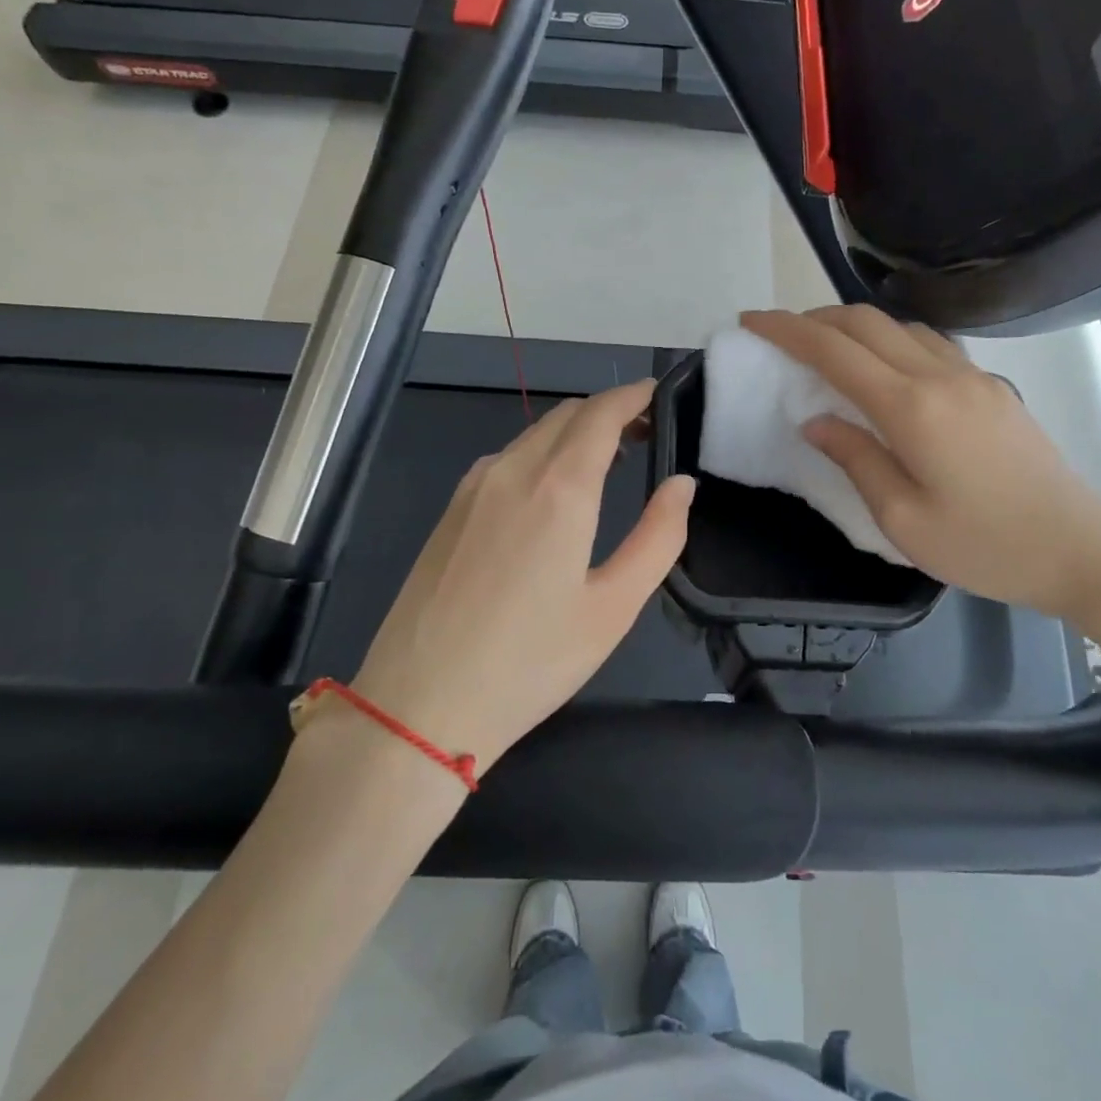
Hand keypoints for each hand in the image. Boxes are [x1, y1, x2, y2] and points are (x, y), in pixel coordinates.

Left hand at [346, 380, 695, 773]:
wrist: (419, 704)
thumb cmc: (530, 661)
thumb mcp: (614, 607)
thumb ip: (658, 537)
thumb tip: (681, 484)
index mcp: (559, 488)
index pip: (601, 413)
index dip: (634, 396)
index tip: (660, 396)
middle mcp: (512, 470)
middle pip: (567, 414)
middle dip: (609, 412)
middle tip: (646, 435)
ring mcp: (473, 487)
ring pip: (533, 434)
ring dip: (574, 432)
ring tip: (607, 463)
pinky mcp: (450, 510)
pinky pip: (506, 459)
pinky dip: (541, 454)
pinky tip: (551, 493)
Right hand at [740, 308, 1100, 625]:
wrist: (1079, 551)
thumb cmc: (983, 546)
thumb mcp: (902, 518)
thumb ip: (855, 458)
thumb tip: (816, 420)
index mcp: (912, 407)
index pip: (834, 350)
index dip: (787, 330)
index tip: (751, 321)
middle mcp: (941, 375)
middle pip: (866, 322)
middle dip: (815, 318)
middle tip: (780, 336)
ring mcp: (972, 376)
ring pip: (900, 326)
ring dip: (854, 326)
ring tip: (825, 349)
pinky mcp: (991, 387)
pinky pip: (929, 343)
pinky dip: (890, 340)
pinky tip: (883, 366)